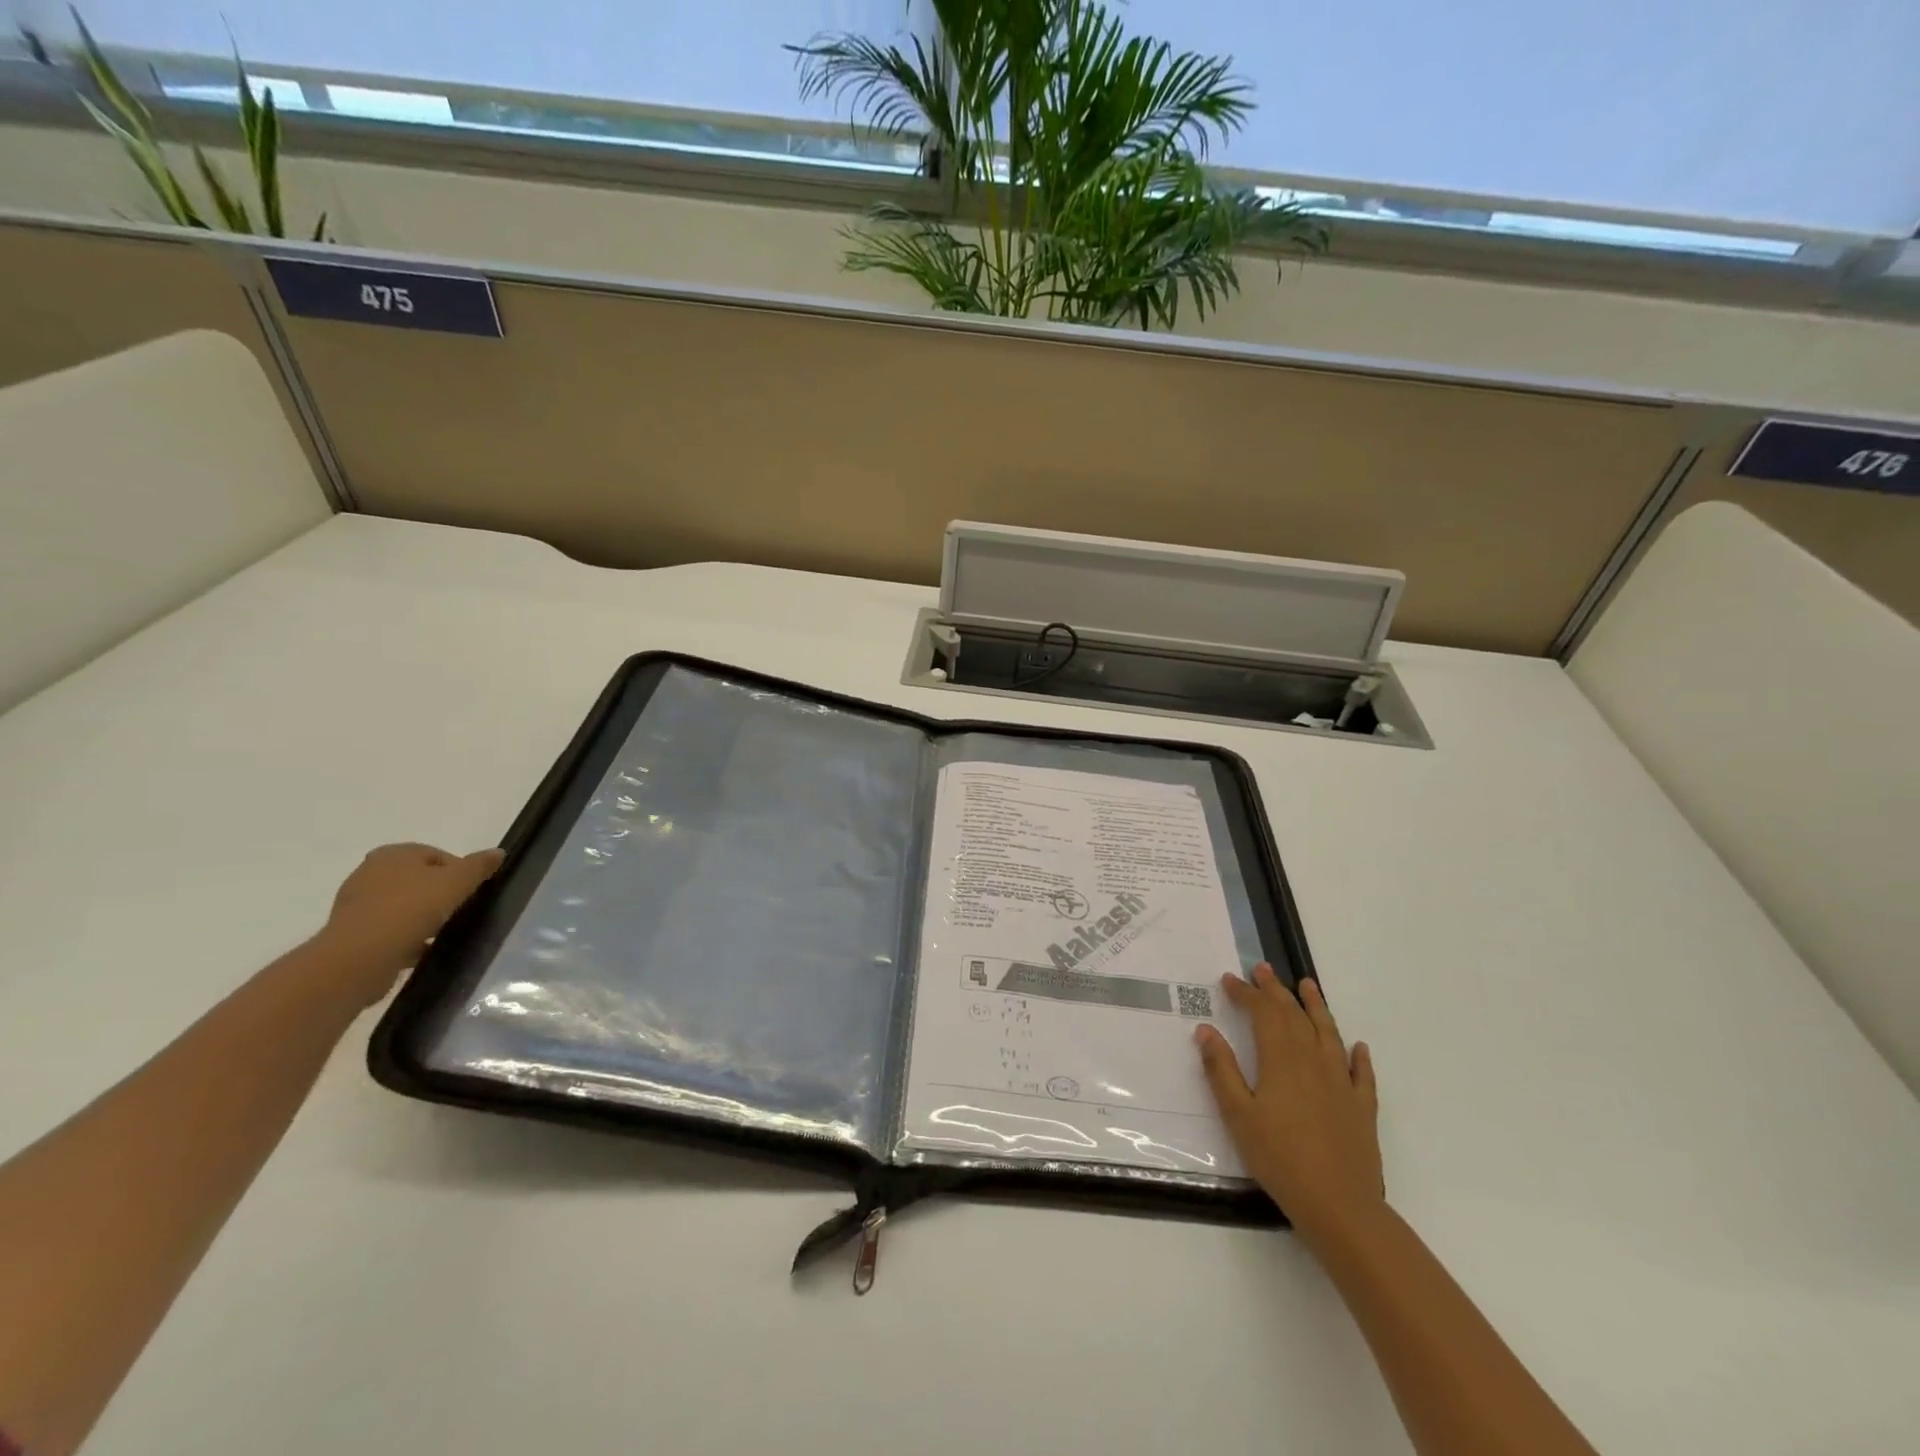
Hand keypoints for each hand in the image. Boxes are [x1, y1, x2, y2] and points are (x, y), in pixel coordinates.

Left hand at [317, 842, 504, 1004]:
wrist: (358, 958)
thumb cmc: (410, 909)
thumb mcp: (456, 882)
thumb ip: (478, 866)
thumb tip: (499, 852)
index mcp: (393, 854)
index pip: (437, 855)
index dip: (459, 871)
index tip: (471, 891)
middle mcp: (370, 873)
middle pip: (419, 880)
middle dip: (440, 894)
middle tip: (460, 910)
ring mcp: (357, 905)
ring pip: (403, 906)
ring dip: (423, 917)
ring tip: (444, 932)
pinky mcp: (352, 934)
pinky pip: (390, 930)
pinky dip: (407, 938)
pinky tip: (424, 949)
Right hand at [1196, 964, 1383, 1247]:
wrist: (1339, 1204)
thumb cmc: (1279, 1157)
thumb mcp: (1237, 1114)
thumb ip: (1221, 1069)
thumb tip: (1206, 1030)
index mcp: (1281, 1060)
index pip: (1262, 1014)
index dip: (1246, 993)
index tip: (1229, 980)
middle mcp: (1313, 1061)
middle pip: (1294, 1016)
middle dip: (1276, 990)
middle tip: (1263, 969)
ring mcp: (1342, 1083)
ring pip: (1329, 1033)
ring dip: (1316, 1007)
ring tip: (1308, 985)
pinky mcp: (1362, 1107)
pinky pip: (1362, 1073)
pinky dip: (1359, 1056)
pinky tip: (1358, 1047)